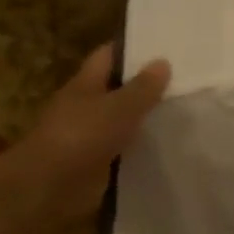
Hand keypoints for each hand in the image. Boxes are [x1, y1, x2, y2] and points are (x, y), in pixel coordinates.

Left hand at [0, 45, 171, 228]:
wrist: (48, 188)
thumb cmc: (80, 137)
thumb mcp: (117, 108)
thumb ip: (142, 88)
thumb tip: (163, 62)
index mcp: (85, 84)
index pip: (108, 56)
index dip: (132, 48)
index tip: (164, 45)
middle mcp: (86, 106)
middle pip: (117, 89)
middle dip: (145, 85)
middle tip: (184, 80)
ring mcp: (90, 136)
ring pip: (122, 121)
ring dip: (145, 119)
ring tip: (184, 112)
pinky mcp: (96, 164)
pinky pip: (123, 150)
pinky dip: (141, 148)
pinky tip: (168, 147)